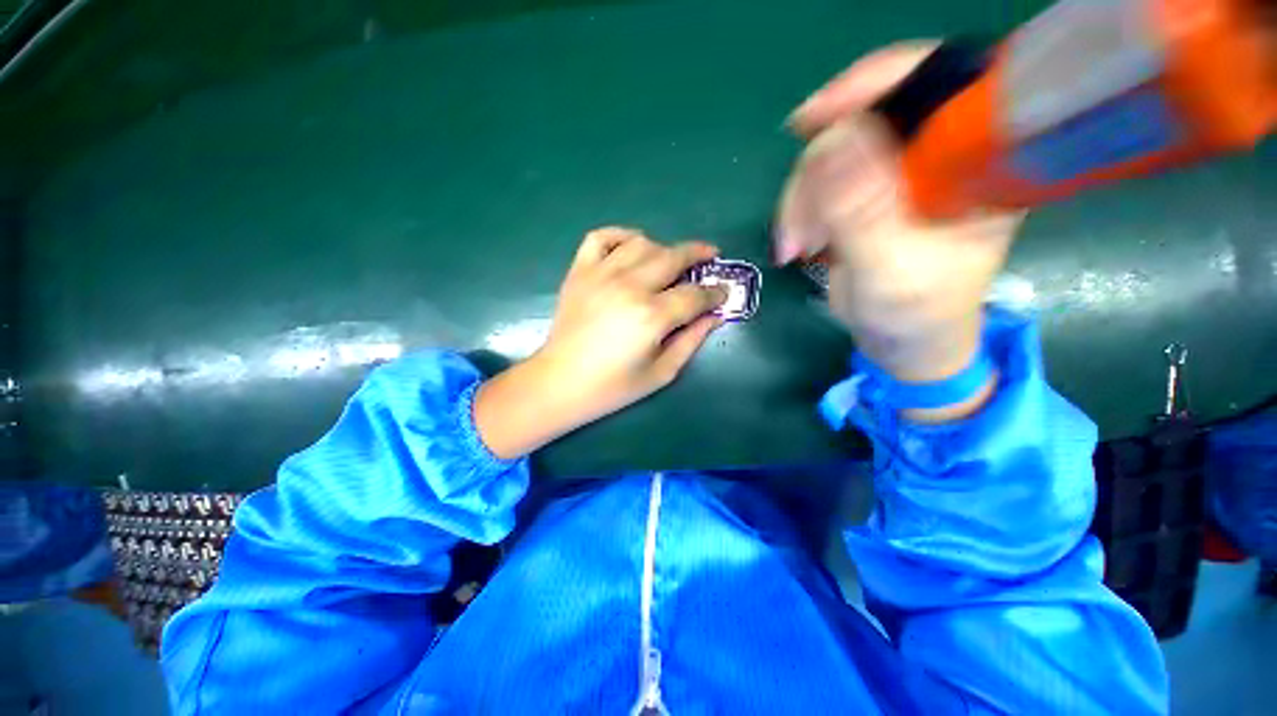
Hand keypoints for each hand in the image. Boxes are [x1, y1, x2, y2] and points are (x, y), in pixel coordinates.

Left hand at [474, 227, 726, 458]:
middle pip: (673, 257)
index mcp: (652, 316)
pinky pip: (601, 237)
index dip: (715, 292)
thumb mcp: (661, 373)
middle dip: (698, 254)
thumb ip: (691, 341)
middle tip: (710, 257)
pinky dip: (620, 235)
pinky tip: (631, 246)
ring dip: (662, 248)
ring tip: (670, 261)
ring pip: (642, 242)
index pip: (695, 294)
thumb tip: (714, 317)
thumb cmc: (612, 387)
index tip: (723, 292)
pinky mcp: (579, 272)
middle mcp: (629, 286)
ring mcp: (601, 274)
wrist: (560, 382)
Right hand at [777, 42, 1023, 419]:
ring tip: (796, 248)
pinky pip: (821, 181)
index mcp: (977, 162)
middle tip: (799, 229)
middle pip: (866, 122)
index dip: (874, 83)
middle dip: (817, 174)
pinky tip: (798, 243)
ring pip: (833, 155)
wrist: (904, 344)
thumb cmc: (916, 315)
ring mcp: (901, 174)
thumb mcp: (891, 270)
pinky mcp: (869, 195)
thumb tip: (832, 141)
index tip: (812, 118)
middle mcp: (941, 155)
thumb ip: (865, 212)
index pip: (937, 82)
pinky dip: (799, 209)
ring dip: (801, 201)